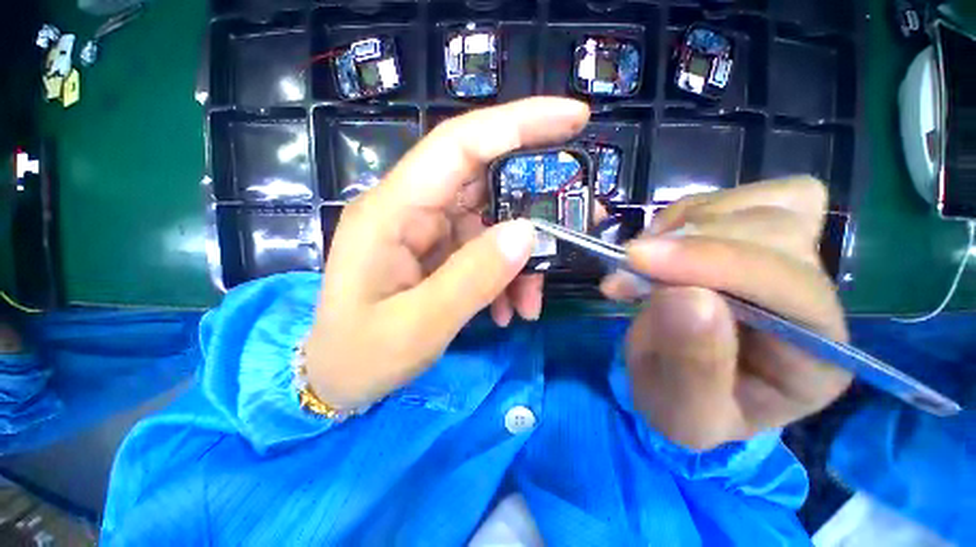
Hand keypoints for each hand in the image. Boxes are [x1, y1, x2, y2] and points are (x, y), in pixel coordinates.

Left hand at [305, 98, 590, 408]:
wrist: (337, 379)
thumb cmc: (362, 356)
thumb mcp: (419, 326)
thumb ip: (473, 278)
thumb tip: (527, 233)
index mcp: (392, 212)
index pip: (459, 144)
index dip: (518, 123)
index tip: (574, 117)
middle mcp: (409, 209)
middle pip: (483, 181)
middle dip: (534, 203)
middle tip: (578, 219)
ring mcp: (423, 231)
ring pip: (490, 224)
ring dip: (519, 260)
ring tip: (530, 303)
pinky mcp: (435, 252)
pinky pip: (482, 251)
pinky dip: (504, 276)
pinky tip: (507, 310)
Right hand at [601, 178, 851, 450]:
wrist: (677, 382)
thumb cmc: (683, 405)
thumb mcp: (681, 412)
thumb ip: (689, 366)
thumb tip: (683, 294)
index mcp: (814, 357)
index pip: (791, 290)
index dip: (713, 264)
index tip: (636, 261)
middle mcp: (815, 300)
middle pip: (779, 232)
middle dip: (692, 243)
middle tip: (630, 266)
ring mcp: (791, 260)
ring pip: (767, 203)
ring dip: (688, 225)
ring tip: (644, 259)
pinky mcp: (757, 236)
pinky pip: (736, 197)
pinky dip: (686, 213)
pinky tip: (659, 245)